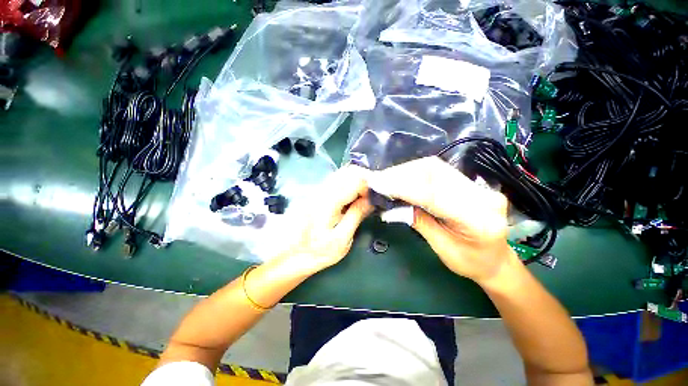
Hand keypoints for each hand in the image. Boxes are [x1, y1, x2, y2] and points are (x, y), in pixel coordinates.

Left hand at [278, 165, 372, 274]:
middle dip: (366, 179)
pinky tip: (354, 196)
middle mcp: (323, 190)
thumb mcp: (342, 239)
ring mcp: (318, 189)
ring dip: (358, 179)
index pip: (355, 180)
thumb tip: (371, 199)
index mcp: (329, 201)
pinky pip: (337, 179)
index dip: (371, 185)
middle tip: (375, 194)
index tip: (378, 197)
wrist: (292, 254)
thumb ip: (356, 215)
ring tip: (367, 195)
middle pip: (349, 171)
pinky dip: (350, 182)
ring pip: (343, 173)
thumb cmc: (319, 251)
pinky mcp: (317, 193)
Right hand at [368, 156, 515, 283]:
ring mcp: (479, 185)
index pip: (433, 194)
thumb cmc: (470, 262)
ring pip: (436, 167)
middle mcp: (483, 195)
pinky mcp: (471, 182)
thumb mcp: (441, 248)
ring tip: (388, 178)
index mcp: (478, 220)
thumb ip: (418, 221)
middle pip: (435, 172)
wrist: (496, 260)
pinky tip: (403, 178)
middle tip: (380, 179)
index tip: (379, 184)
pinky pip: (439, 170)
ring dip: (407, 170)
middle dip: (402, 173)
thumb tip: (391, 205)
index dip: (403, 187)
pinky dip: (416, 172)